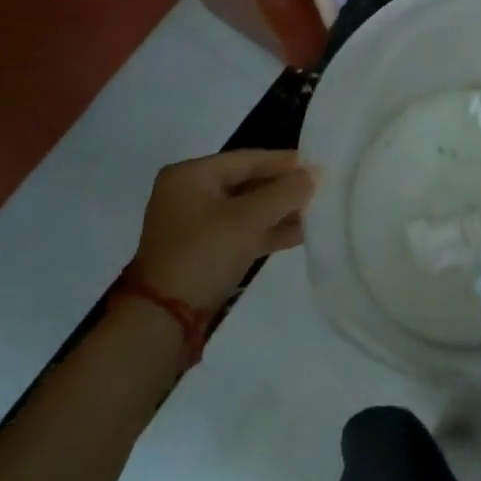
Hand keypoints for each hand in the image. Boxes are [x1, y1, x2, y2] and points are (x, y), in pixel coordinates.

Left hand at [131, 150, 315, 310]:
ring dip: (278, 212)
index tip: (317, 165)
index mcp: (190, 175)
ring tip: (315, 212)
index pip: (247, 159)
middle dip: (282, 189)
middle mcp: (188, 194)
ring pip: (245, 209)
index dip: (284, 162)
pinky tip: (298, 234)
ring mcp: (193, 225)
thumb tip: (314, 173)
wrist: (161, 321)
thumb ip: (285, 192)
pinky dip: (265, 231)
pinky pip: (239, 231)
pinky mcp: (201, 252)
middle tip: (318, 189)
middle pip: (246, 183)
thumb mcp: (249, 219)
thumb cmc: (204, 254)